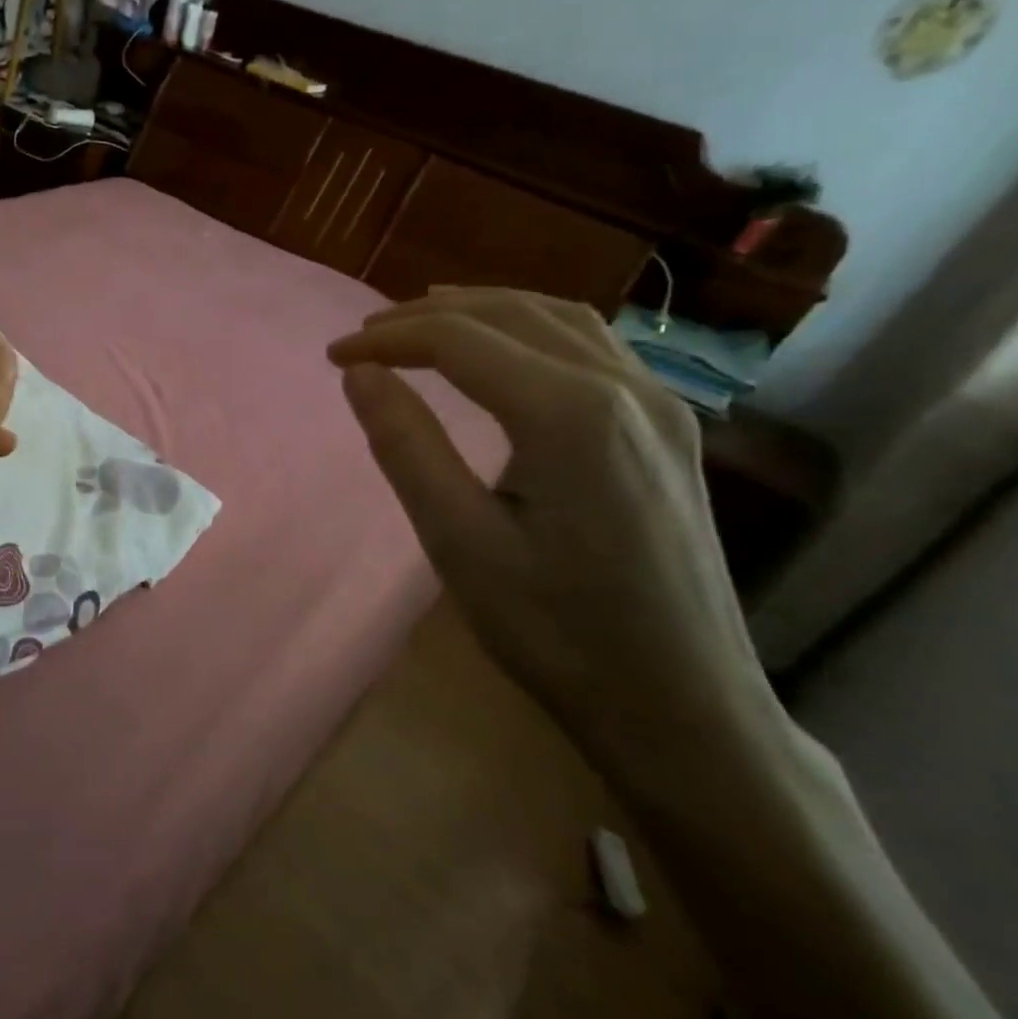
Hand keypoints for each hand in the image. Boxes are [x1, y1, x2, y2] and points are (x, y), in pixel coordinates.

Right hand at [328, 288, 785, 803]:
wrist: (683, 708)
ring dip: (484, 311)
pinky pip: (595, 346)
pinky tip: (508, 349)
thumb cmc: (557, 632)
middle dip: (428, 317)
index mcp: (570, 415)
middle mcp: (625, 389)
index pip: (459, 341)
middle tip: (366, 334)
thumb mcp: (459, 542)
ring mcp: (661, 406)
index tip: (334, 356)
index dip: (387, 339)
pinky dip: (533, 328)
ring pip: (560, 319)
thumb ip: (406, 445)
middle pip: (511, 315)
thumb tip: (361, 374)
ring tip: (425, 321)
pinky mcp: (672, 429)